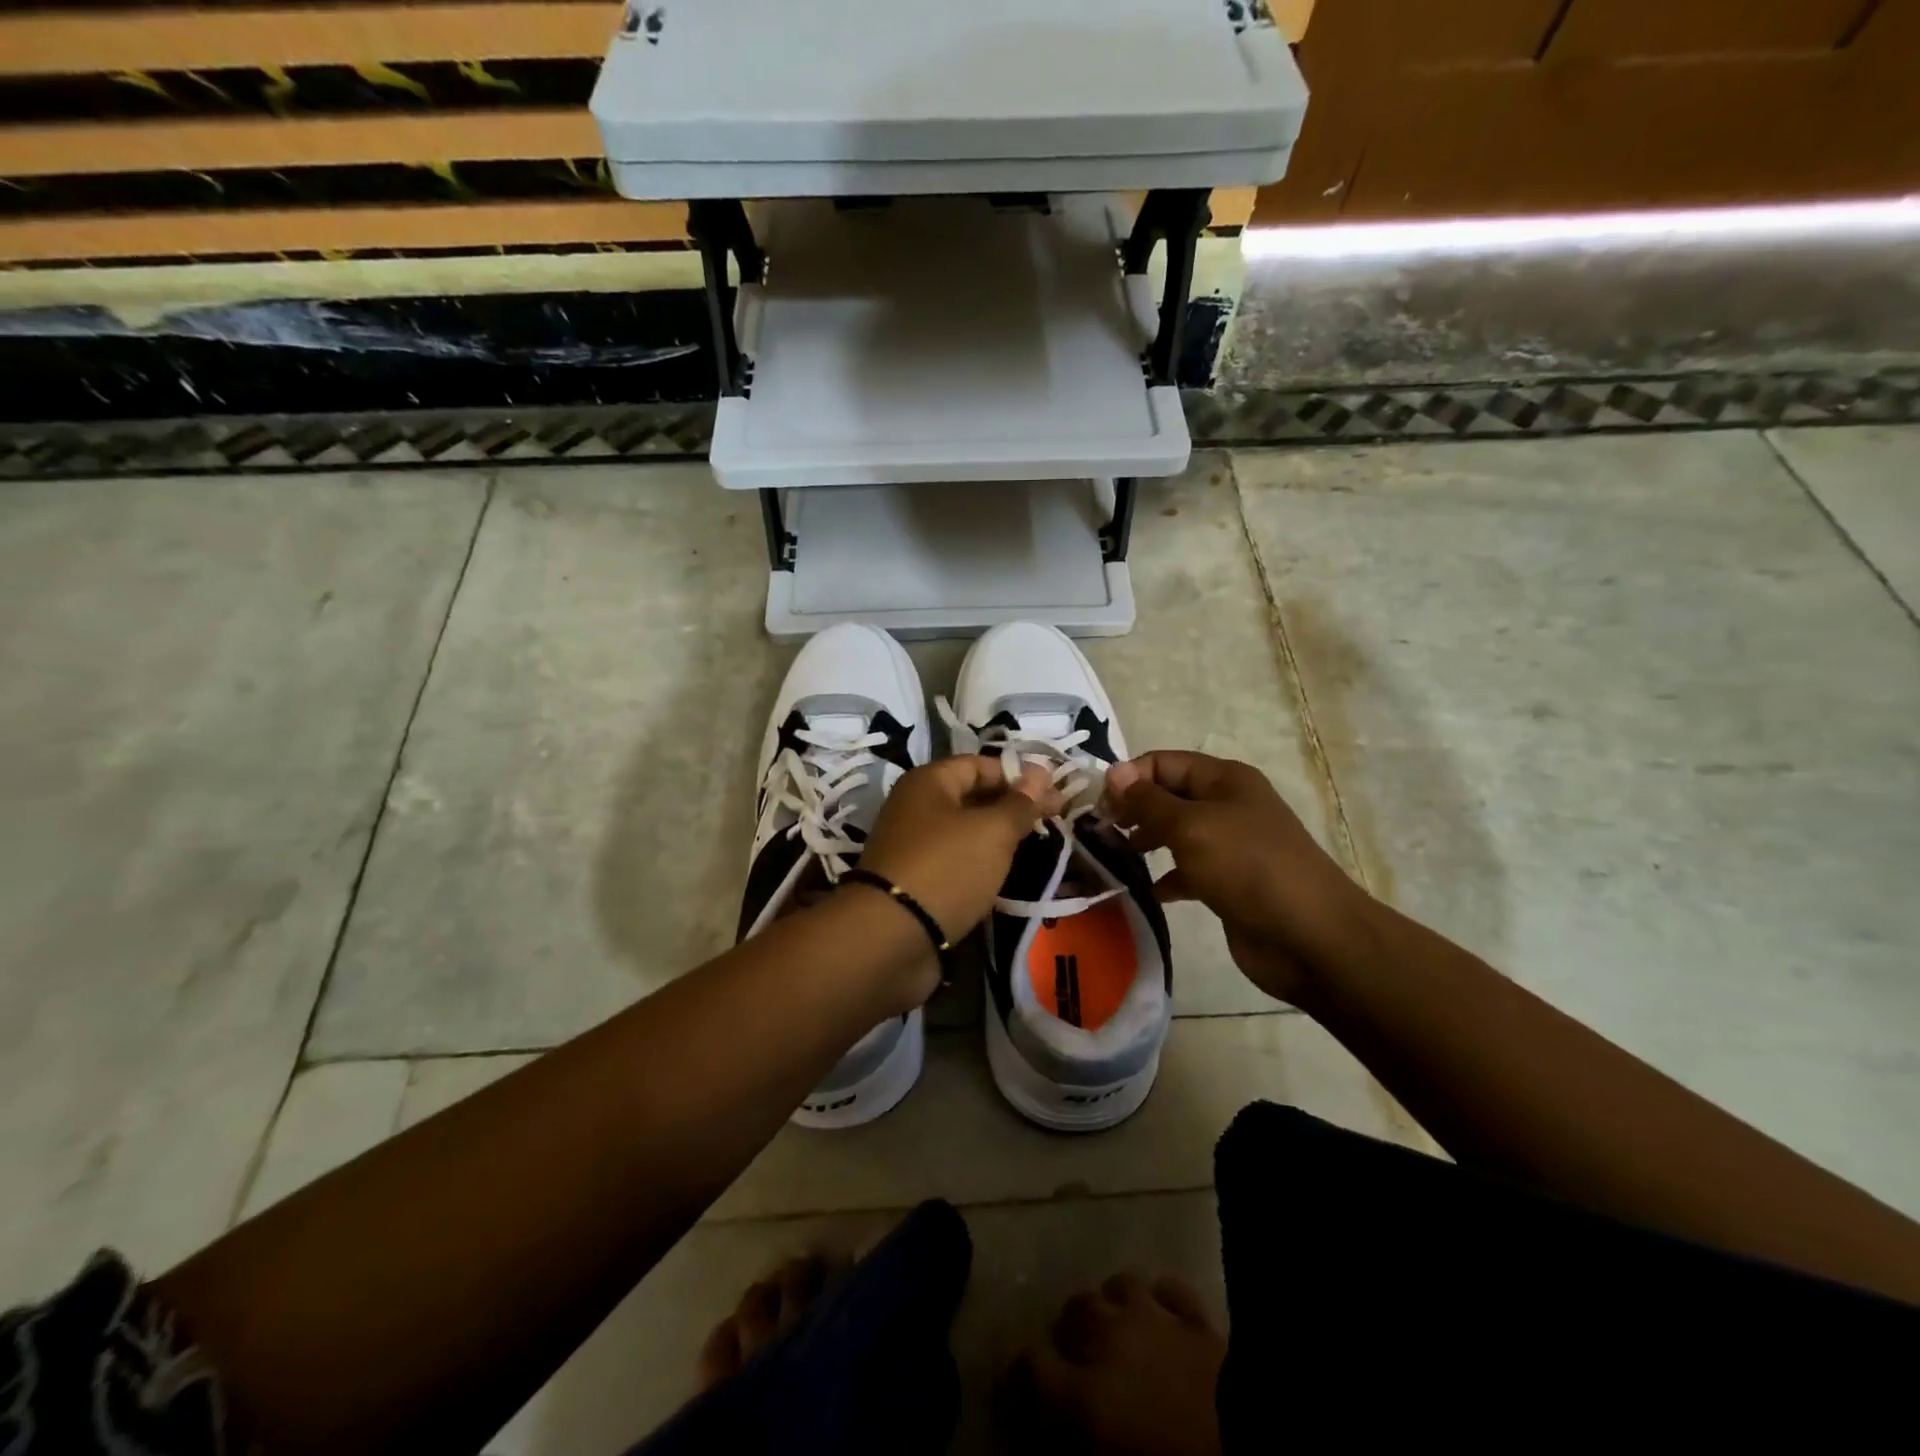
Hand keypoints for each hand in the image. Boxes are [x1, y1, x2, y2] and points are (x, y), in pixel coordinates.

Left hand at [858, 754, 1065, 946]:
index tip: (1056, 794)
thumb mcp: (993, 831)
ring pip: (965, 831)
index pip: (981, 764)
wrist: (891, 937)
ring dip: (998, 837)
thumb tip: (1041, 773)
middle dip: (1013, 806)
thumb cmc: (947, 868)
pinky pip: (955, 861)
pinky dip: (980, 864)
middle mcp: (916, 807)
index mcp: (928, 782)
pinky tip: (1005, 874)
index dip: (1019, 775)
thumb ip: (1020, 803)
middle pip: (972, 796)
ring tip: (1037, 846)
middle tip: (1055, 819)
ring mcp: (913, 845)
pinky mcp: (915, 880)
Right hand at [999, 1271, 1224, 1455]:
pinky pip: (1171, 1290)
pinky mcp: (1198, 1320)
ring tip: (1119, 1329)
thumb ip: (1074, 1439)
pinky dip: (1163, 1300)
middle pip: (1075, 1309)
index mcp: (1084, 1393)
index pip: (1030, 1366)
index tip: (1019, 1395)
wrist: (1244, 1453)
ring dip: (1115, 1306)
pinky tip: (1163, 1315)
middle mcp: (1111, 1341)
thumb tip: (1052, 1432)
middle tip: (1077, 1359)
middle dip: (1071, 1331)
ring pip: (1120, 1285)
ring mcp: (1156, 1319)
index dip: (1019, 1379)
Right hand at [1103, 751, 1374, 1006]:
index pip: (1164, 762)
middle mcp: (1227, 805)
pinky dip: (1164, 876)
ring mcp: (1230, 845)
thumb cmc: (1248, 867)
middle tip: (1100, 832)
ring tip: (1113, 857)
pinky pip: (1187, 870)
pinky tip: (1143, 890)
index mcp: (1224, 779)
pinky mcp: (1228, 883)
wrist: (1309, 937)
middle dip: (1133, 809)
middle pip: (1168, 796)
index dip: (1130, 777)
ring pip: (1176, 833)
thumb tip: (1113, 772)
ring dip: (1144, 842)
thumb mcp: (1191, 826)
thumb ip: (1148, 801)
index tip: (1098, 806)